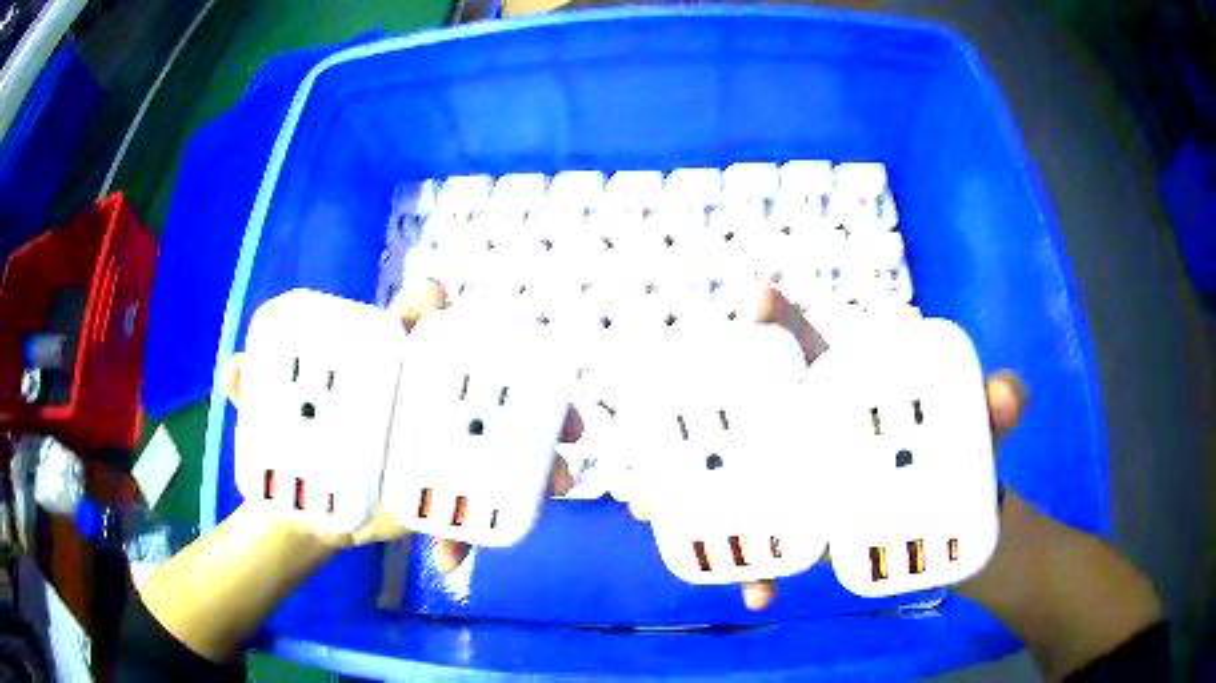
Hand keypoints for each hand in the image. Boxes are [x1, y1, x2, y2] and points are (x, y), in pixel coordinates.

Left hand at [220, 279, 581, 571]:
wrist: (307, 513)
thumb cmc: (293, 453)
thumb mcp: (268, 423)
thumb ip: (251, 396)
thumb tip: (231, 368)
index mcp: (385, 369)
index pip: (416, 321)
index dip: (431, 304)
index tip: (436, 303)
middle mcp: (422, 400)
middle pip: (490, 380)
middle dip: (532, 392)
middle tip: (557, 414)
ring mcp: (440, 448)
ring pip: (505, 442)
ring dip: (541, 459)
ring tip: (559, 479)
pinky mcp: (442, 493)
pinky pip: (478, 501)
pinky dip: (477, 531)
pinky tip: (457, 557)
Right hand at [626, 286, 1027, 611]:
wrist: (958, 522)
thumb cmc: (961, 454)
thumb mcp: (979, 427)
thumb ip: (998, 407)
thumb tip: (1008, 393)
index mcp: (846, 388)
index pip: (799, 340)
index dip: (770, 316)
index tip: (755, 301)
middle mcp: (811, 429)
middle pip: (741, 415)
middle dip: (695, 419)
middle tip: (668, 438)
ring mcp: (802, 481)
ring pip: (735, 480)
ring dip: (694, 497)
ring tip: (660, 512)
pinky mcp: (805, 528)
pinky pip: (764, 541)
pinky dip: (754, 568)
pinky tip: (753, 592)